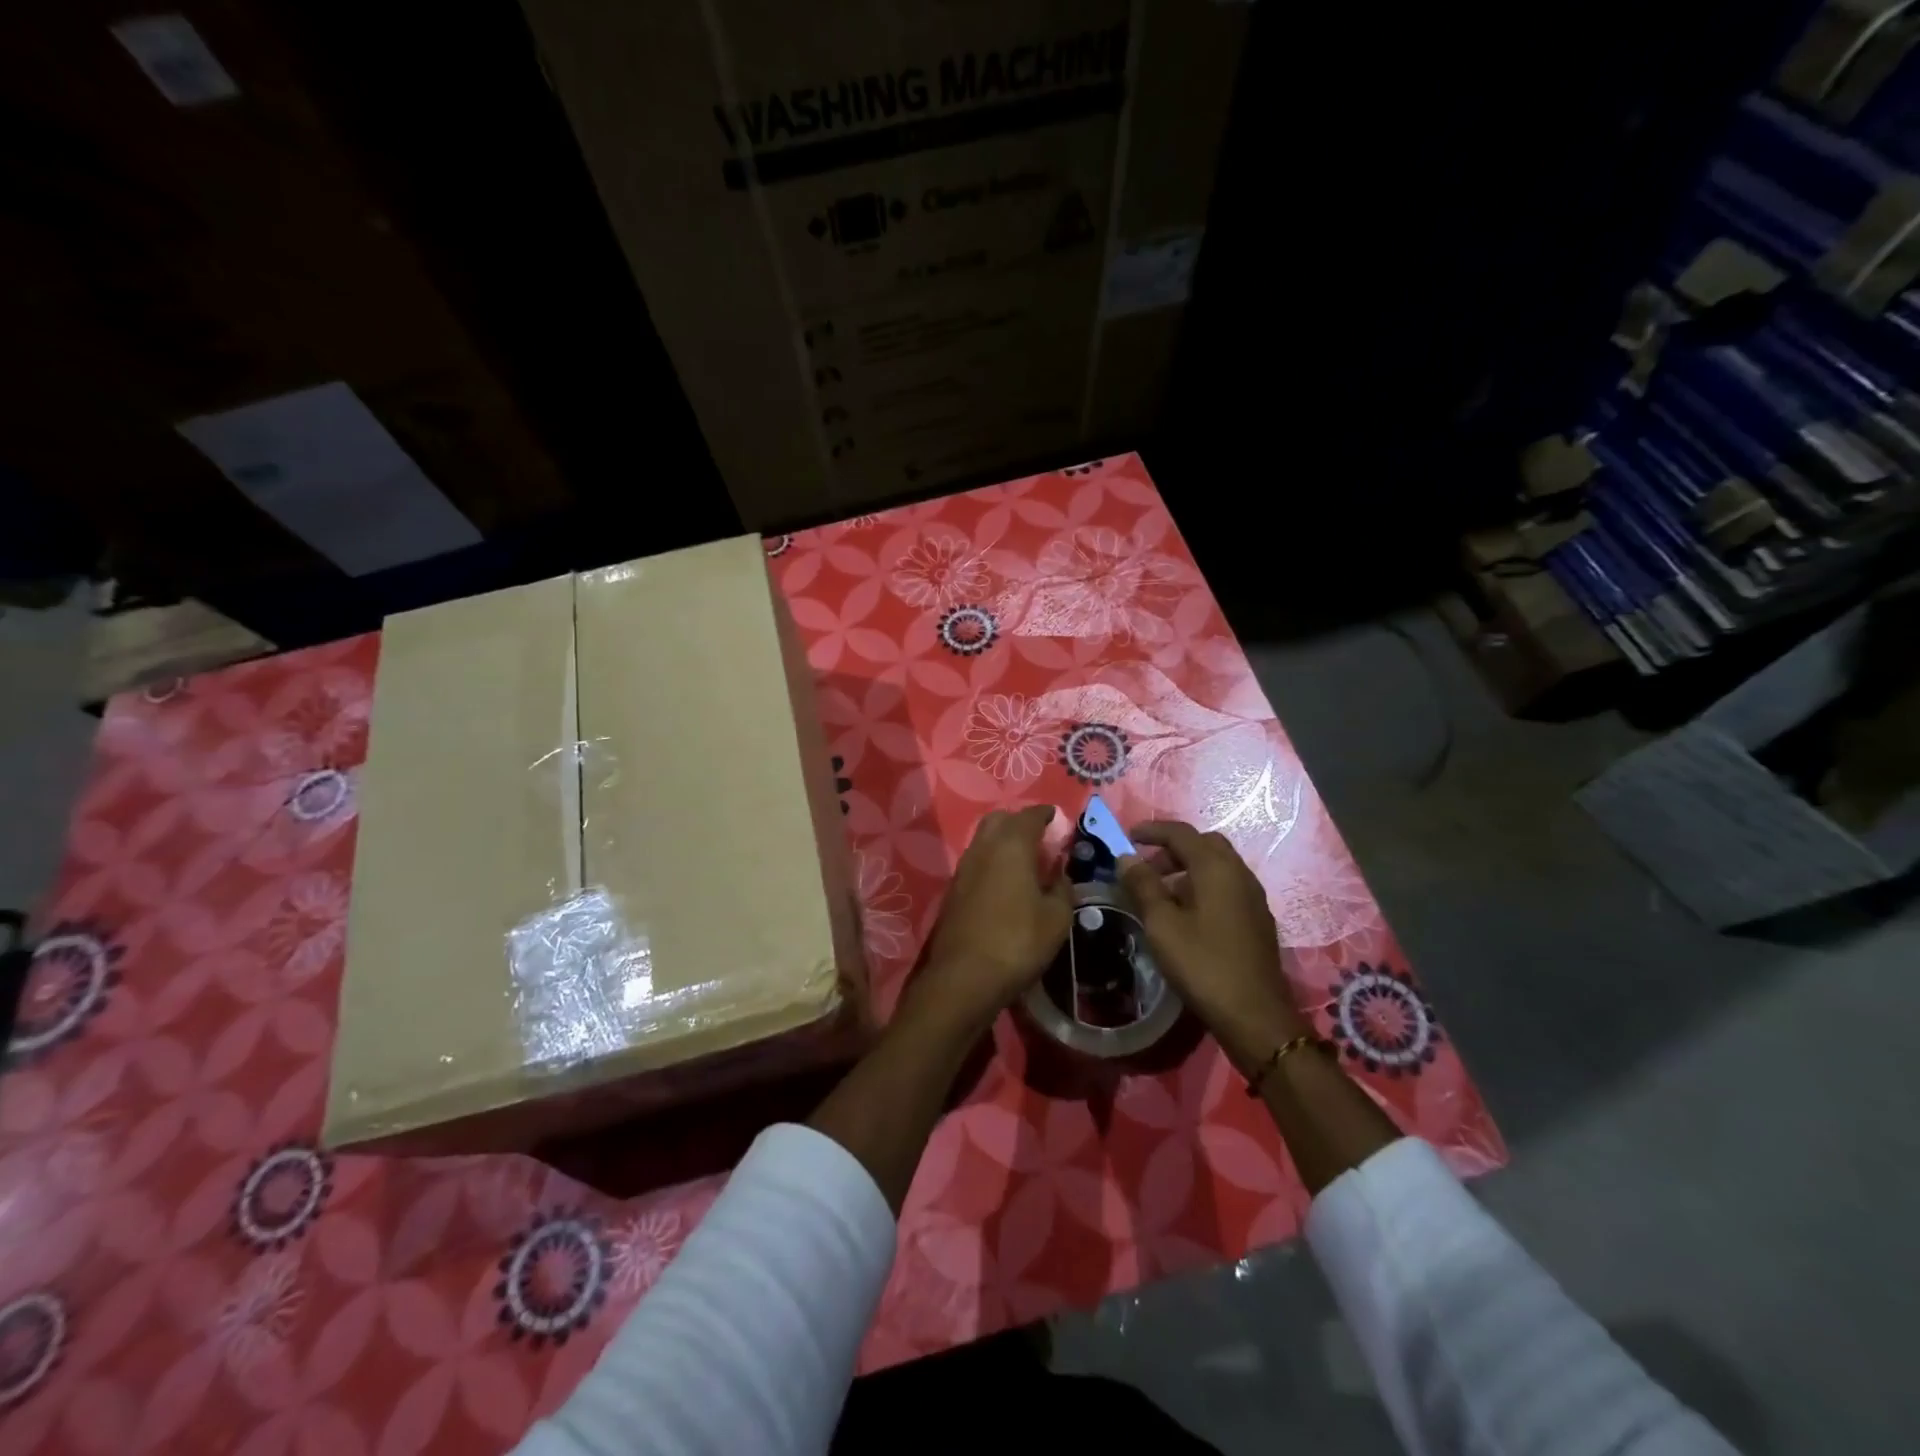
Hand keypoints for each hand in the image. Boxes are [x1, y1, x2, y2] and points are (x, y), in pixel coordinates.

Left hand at [918, 805, 1071, 1025]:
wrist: (963, 977)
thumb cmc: (1018, 942)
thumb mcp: (1057, 918)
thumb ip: (1063, 889)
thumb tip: (1060, 874)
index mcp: (1012, 845)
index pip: (1030, 815)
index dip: (1046, 813)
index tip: (1058, 818)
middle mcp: (983, 847)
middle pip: (1000, 819)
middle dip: (1020, 822)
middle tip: (1040, 838)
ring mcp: (963, 868)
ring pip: (984, 839)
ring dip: (1003, 841)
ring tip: (1025, 861)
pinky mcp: (953, 890)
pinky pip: (976, 861)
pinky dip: (992, 862)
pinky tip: (1005, 883)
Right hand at [1120, 822, 1307, 1070]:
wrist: (1255, 1015)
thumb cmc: (1203, 964)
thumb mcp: (1162, 924)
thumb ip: (1143, 885)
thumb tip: (1126, 857)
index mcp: (1216, 868)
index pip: (1181, 833)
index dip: (1152, 831)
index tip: (1127, 837)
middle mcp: (1239, 873)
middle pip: (1204, 844)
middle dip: (1172, 848)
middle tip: (1145, 866)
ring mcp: (1253, 896)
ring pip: (1217, 865)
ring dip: (1187, 867)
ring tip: (1160, 892)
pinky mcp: (1257, 918)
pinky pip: (1226, 886)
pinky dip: (1203, 885)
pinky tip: (1186, 914)